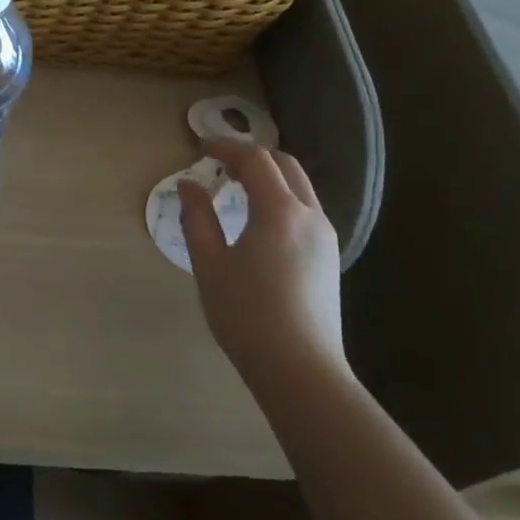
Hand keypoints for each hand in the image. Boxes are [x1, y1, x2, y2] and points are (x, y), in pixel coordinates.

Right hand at [177, 142, 346, 392]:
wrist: (301, 371)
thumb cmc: (247, 315)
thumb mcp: (210, 264)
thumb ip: (198, 218)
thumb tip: (189, 186)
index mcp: (279, 211)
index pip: (255, 160)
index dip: (226, 147)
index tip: (200, 148)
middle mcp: (309, 215)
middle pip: (285, 165)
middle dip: (251, 156)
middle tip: (218, 164)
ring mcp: (325, 237)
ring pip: (299, 187)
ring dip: (268, 177)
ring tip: (235, 189)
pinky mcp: (329, 257)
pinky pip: (305, 210)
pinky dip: (280, 198)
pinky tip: (258, 220)